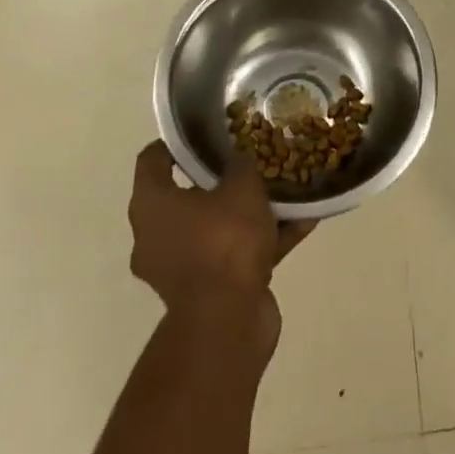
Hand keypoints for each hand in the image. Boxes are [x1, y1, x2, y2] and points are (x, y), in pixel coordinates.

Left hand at [128, 142, 315, 321]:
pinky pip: (236, 255)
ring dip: (248, 212)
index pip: (152, 160)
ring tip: (284, 192)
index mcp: (151, 205)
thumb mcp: (241, 188)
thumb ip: (241, 167)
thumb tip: (239, 160)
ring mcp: (180, 267)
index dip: (176, 144)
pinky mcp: (208, 291)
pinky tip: (303, 223)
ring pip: (216, 227)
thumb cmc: (224, 241)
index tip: (204, 133)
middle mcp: (156, 235)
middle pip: (186, 196)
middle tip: (249, 161)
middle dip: (221, 180)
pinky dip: (264, 240)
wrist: (228, 321)